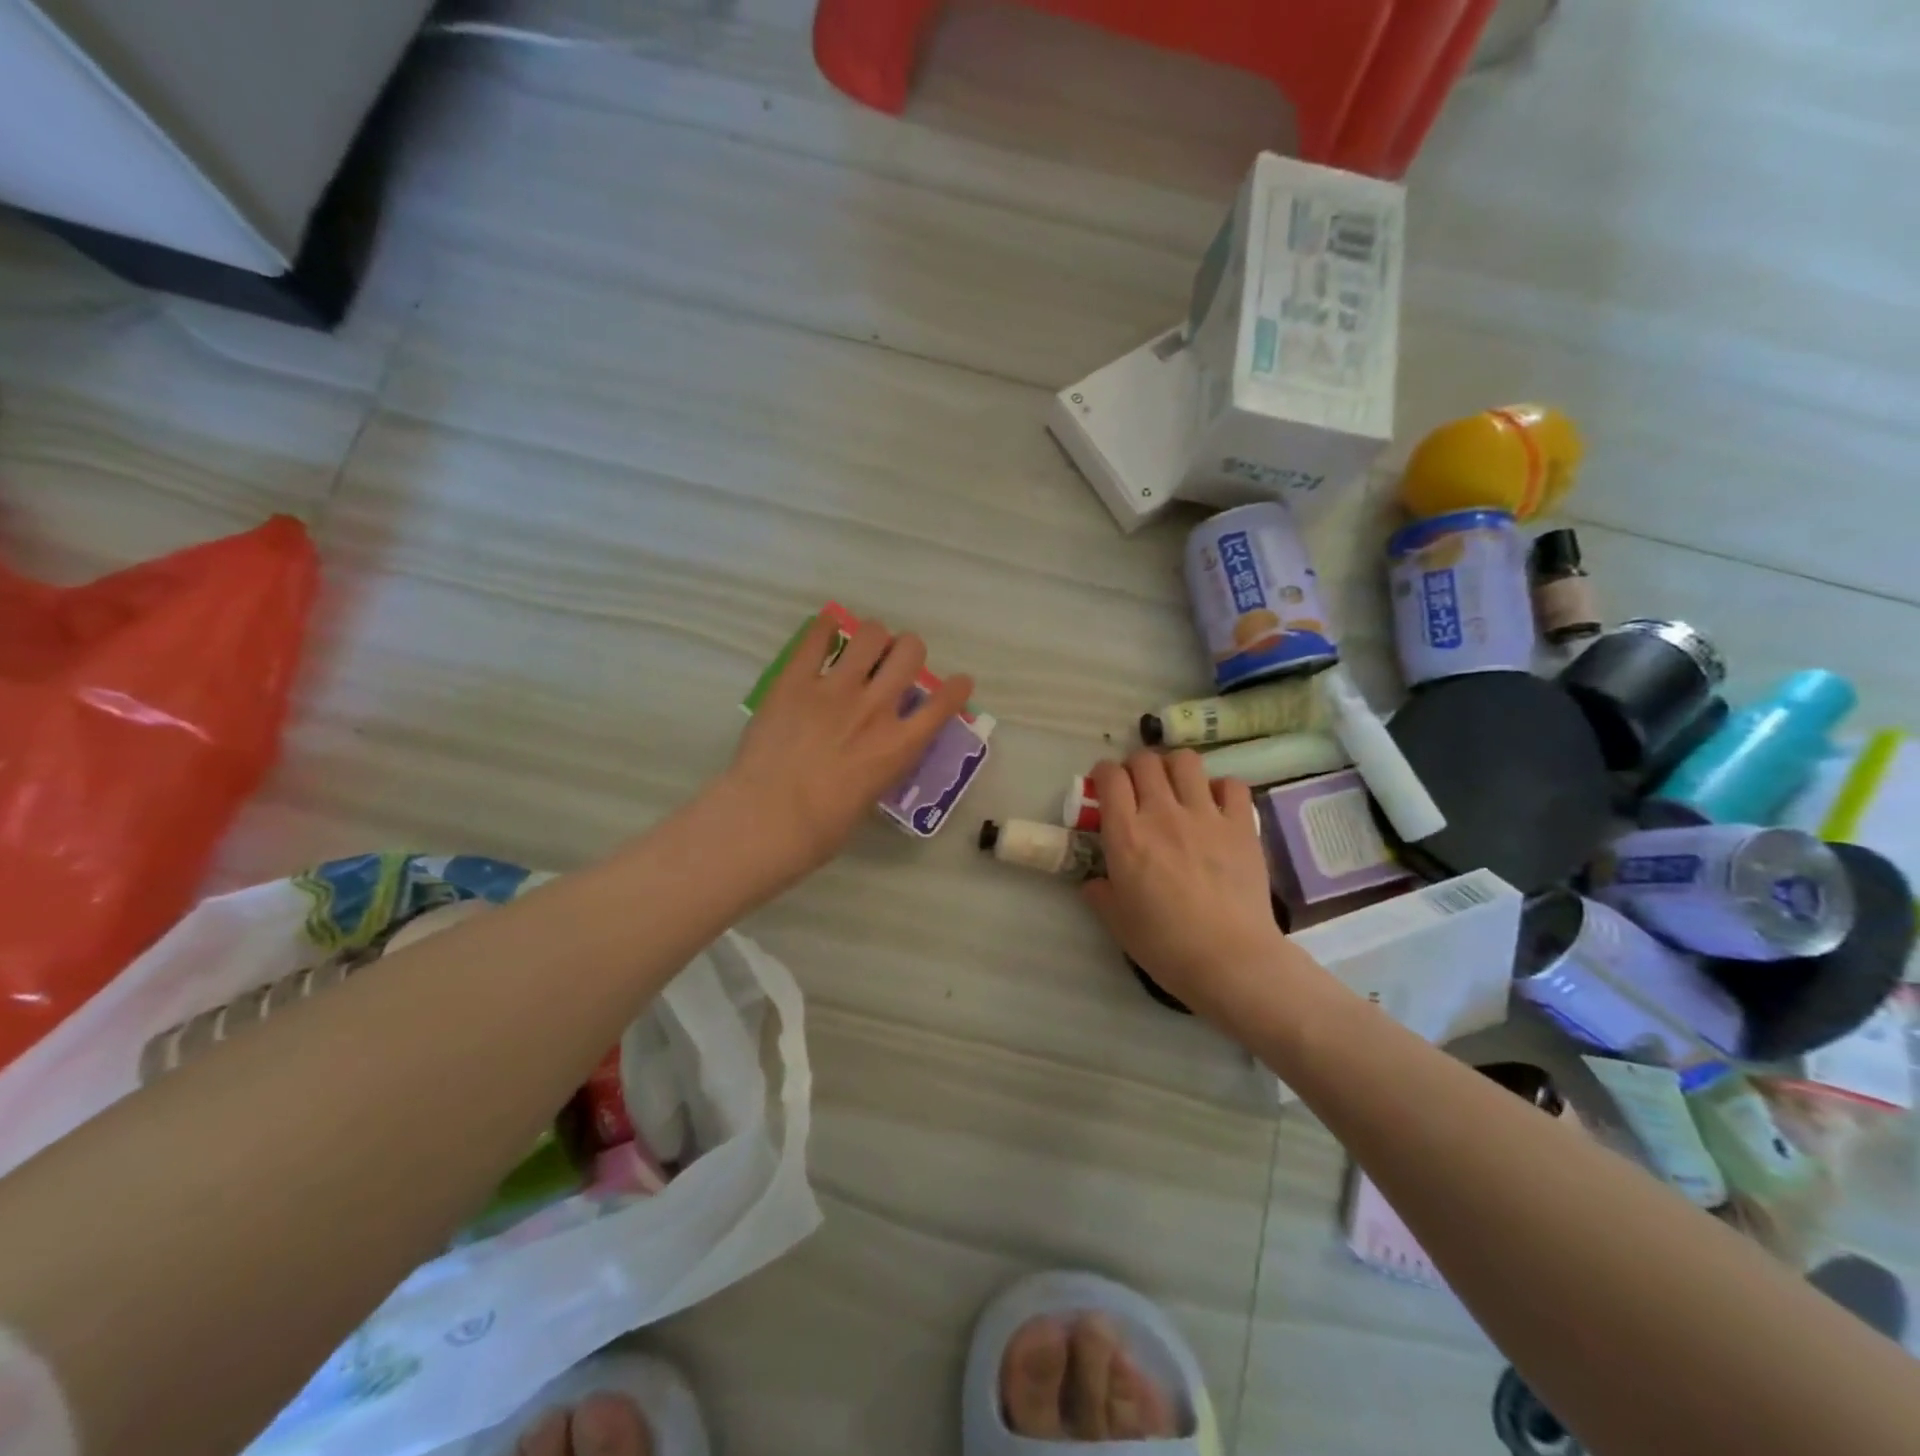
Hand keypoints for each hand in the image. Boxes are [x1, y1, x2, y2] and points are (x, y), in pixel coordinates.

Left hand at [720, 613, 972, 879]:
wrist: (766, 820)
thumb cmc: (820, 830)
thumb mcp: (870, 798)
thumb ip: (881, 766)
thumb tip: (876, 752)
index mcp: (899, 745)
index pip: (944, 703)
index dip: (957, 688)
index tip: (959, 683)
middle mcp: (875, 708)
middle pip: (910, 651)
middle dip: (908, 651)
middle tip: (895, 663)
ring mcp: (835, 690)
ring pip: (870, 634)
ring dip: (873, 638)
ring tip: (864, 647)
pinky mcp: (795, 681)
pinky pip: (816, 638)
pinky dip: (825, 628)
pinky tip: (828, 628)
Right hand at [1081, 752, 1293, 1022]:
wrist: (1229, 959)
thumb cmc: (1165, 945)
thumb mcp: (1116, 921)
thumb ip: (1100, 893)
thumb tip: (1094, 881)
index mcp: (1126, 835)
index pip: (1110, 778)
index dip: (1103, 773)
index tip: (1104, 785)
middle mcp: (1163, 814)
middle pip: (1145, 761)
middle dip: (1136, 766)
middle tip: (1138, 786)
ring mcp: (1205, 815)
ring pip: (1186, 761)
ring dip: (1175, 767)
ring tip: (1176, 786)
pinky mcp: (1241, 825)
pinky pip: (1231, 785)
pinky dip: (1220, 788)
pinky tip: (1216, 805)